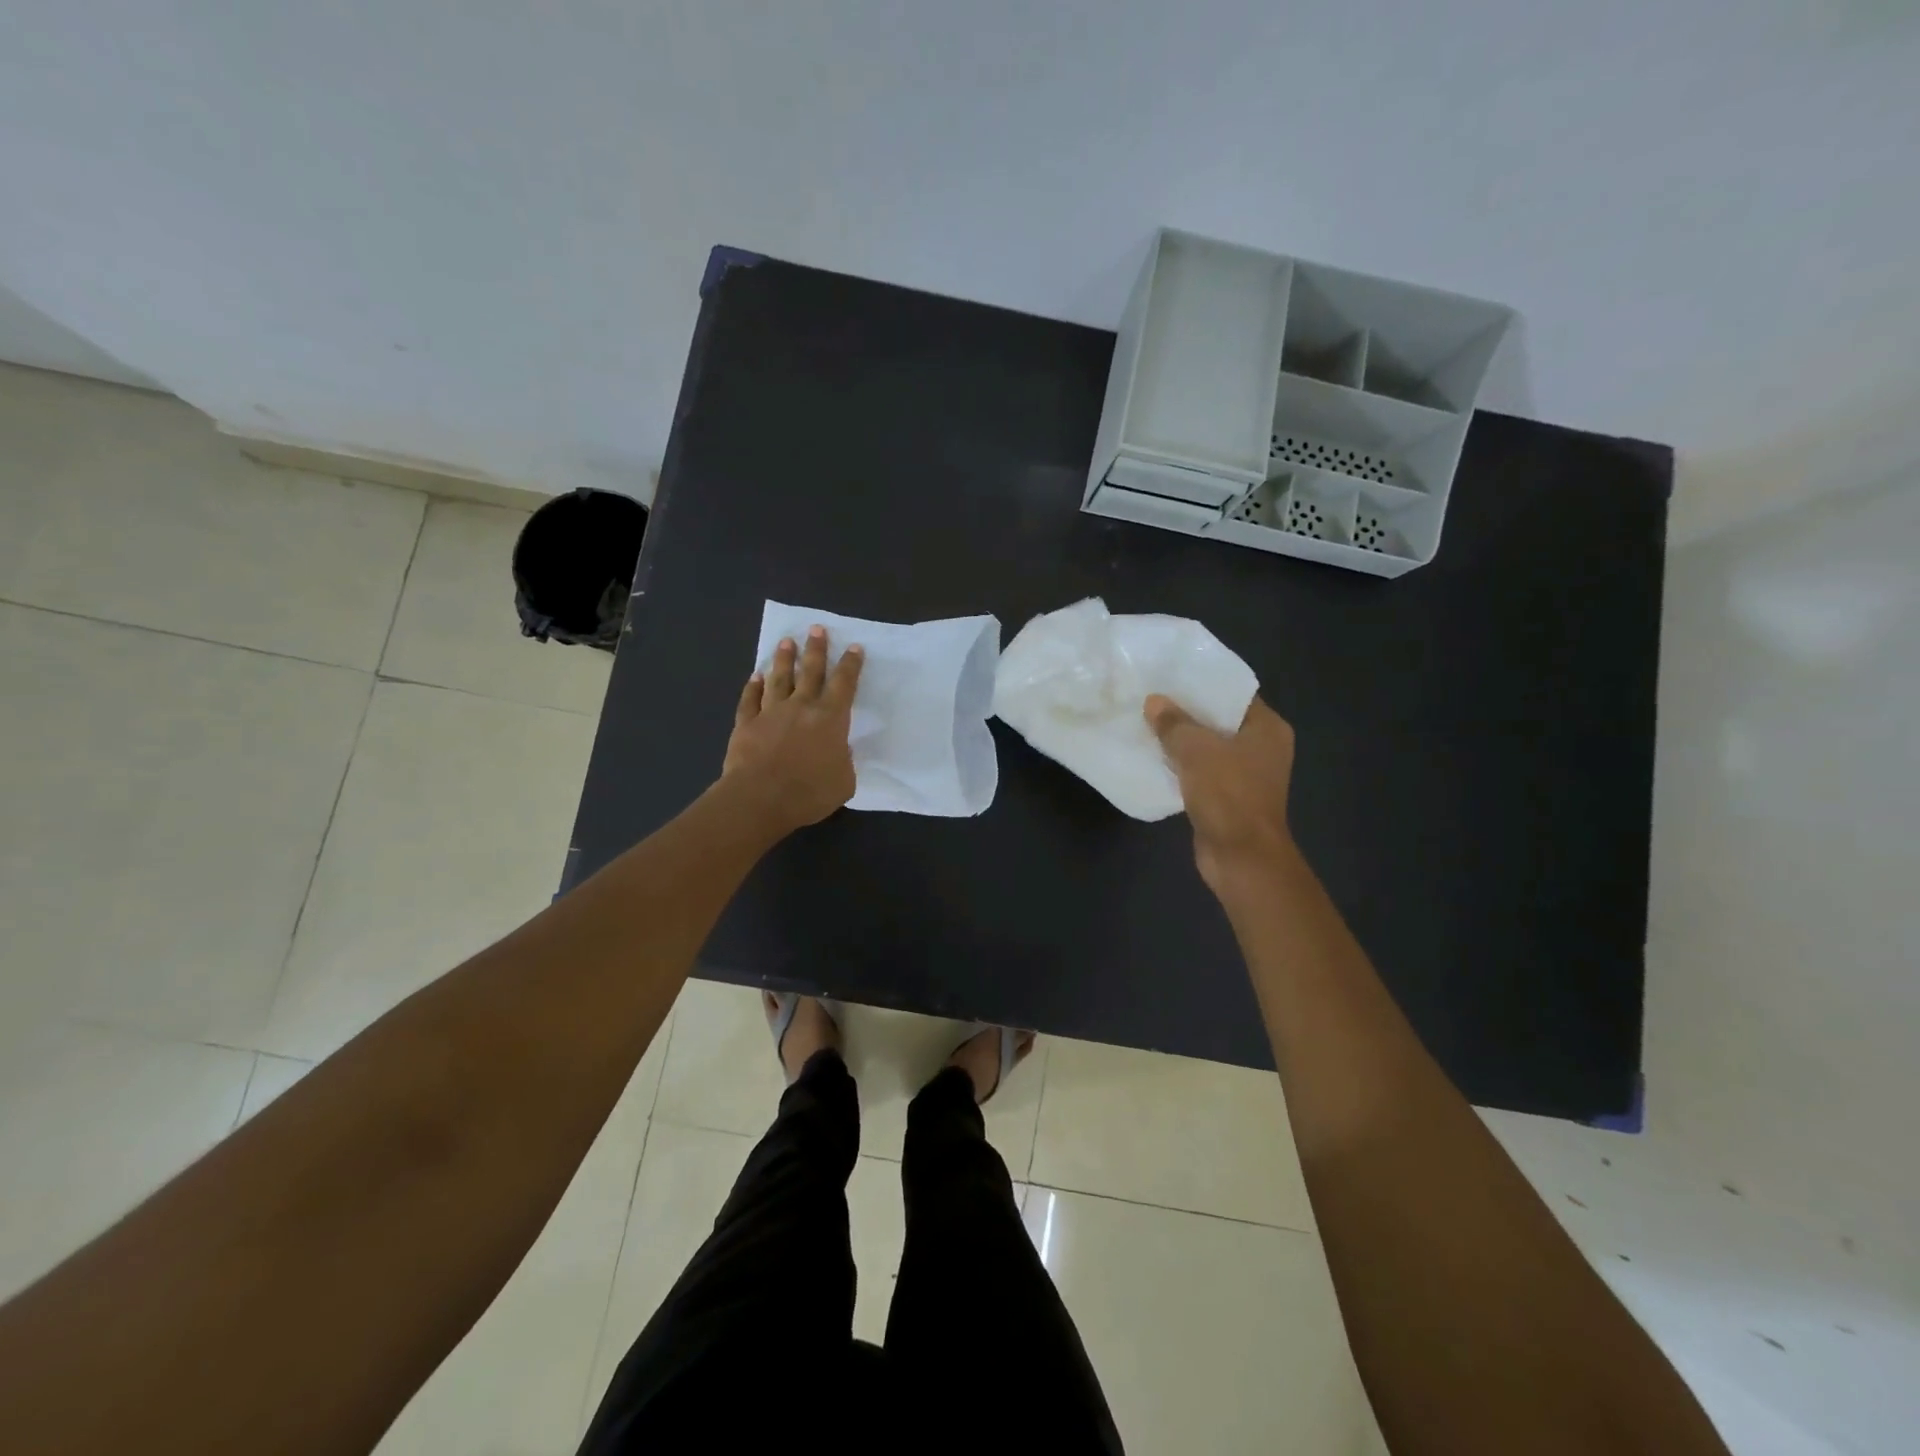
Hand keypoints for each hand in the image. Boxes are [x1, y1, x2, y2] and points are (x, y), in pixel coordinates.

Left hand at [722, 626, 864, 835]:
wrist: (760, 798)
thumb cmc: (809, 792)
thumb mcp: (844, 782)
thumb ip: (844, 762)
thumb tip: (839, 751)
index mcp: (830, 719)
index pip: (844, 684)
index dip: (851, 665)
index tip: (854, 647)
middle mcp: (801, 707)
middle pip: (810, 671)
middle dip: (816, 649)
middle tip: (816, 629)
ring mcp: (771, 713)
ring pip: (779, 679)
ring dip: (784, 659)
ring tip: (786, 641)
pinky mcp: (746, 724)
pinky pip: (750, 700)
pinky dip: (752, 687)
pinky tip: (755, 677)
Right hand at [1145, 694, 1296, 894]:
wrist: (1241, 856)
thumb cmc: (1228, 794)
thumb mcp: (1196, 750)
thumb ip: (1174, 723)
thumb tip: (1154, 702)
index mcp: (1267, 728)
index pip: (1234, 694)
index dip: (1203, 683)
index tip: (1171, 674)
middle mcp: (1262, 748)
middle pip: (1219, 720)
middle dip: (1186, 711)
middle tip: (1152, 696)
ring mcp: (1246, 775)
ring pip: (1208, 747)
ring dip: (1181, 740)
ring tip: (1146, 722)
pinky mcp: (1228, 797)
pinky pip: (1201, 772)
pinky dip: (1181, 766)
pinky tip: (1153, 757)